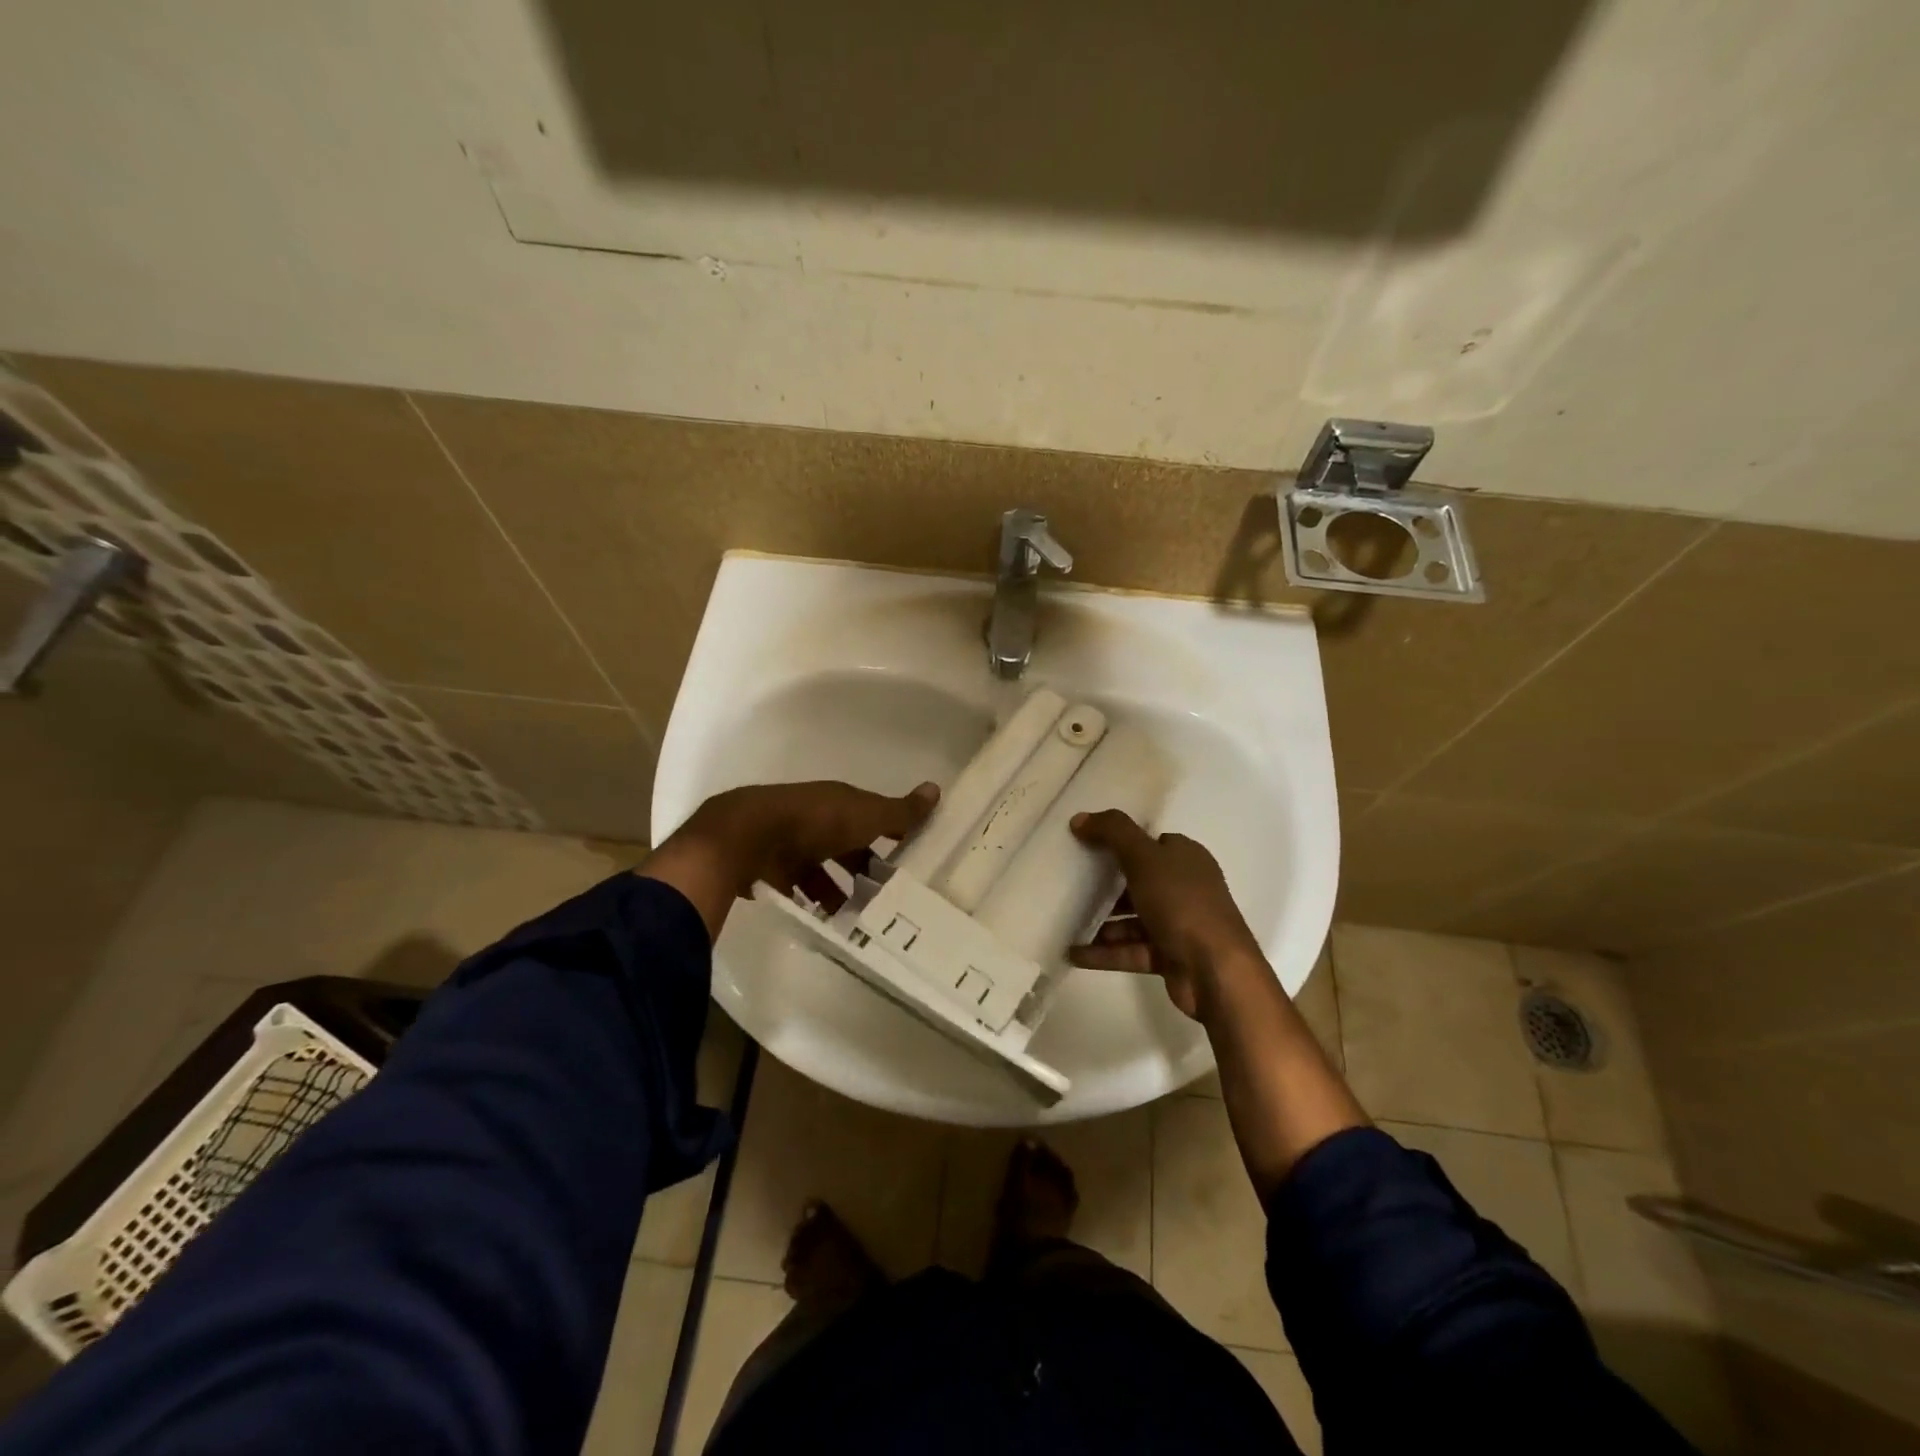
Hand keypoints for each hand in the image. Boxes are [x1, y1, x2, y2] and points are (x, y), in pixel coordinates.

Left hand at [639, 780, 939, 940]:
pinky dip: (808, 902)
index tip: (908, 860)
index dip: (889, 835)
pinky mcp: (766, 868)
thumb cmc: (813, 822)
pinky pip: (794, 888)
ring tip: (855, 919)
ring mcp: (786, 843)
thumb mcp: (864, 815)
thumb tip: (936, 789)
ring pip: (818, 869)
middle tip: (884, 899)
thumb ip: (899, 811)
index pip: (869, 816)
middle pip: (843, 845)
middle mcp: (812, 818)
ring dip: (836, 891)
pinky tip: (821, 922)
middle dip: (862, 869)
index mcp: (836, 802)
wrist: (745, 837)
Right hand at [1068, 810, 1262, 1020]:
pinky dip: (1104, 952)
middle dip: (1106, 884)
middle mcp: (1185, 888)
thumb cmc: (1182, 904)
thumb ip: (1113, 833)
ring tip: (1065, 922)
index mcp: (1186, 858)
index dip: (1122, 842)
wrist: (1216, 971)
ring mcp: (1178, 924)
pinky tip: (1074, 953)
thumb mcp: (1144, 858)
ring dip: (1102, 922)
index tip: (1087, 845)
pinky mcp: (1169, 956)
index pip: (1152, 843)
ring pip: (1133, 918)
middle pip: (1140, 881)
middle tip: (1071, 883)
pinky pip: (1130, 950)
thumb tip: (1079, 818)